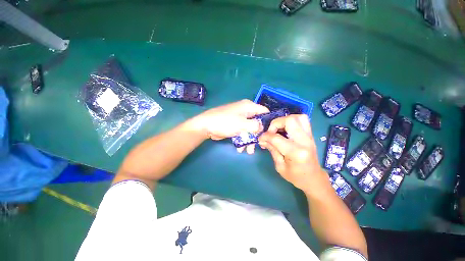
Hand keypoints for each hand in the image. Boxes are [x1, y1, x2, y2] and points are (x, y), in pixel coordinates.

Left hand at [192, 99, 268, 153]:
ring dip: (250, 140)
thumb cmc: (225, 122)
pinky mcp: (234, 126)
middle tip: (260, 145)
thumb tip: (262, 128)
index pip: (264, 111)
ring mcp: (239, 119)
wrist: (206, 126)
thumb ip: (255, 126)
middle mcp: (245, 111)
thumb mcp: (243, 124)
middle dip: (258, 135)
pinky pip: (242, 132)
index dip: (268, 121)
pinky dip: (242, 140)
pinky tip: (240, 149)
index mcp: (248, 107)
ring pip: (249, 129)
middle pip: (257, 123)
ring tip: (249, 151)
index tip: (270, 133)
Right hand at [258, 114, 327, 192]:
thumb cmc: (296, 176)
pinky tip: (286, 129)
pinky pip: (303, 120)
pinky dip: (292, 121)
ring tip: (279, 129)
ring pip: (298, 117)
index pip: (276, 138)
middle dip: (276, 123)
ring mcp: (309, 136)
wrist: (314, 179)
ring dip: (285, 120)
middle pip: (289, 121)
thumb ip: (272, 149)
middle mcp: (304, 141)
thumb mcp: (280, 166)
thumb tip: (263, 139)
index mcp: (296, 152)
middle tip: (271, 132)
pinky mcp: (310, 135)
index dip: (265, 136)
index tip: (260, 139)